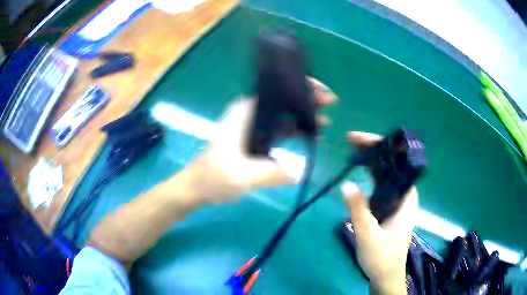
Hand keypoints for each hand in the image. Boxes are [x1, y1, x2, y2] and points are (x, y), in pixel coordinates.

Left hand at [182, 77, 336, 203]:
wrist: (196, 188)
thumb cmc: (212, 178)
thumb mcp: (241, 176)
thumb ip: (271, 173)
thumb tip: (300, 172)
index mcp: (244, 113)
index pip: (275, 90)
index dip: (298, 86)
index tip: (319, 90)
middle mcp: (249, 115)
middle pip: (282, 100)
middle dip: (306, 99)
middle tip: (330, 102)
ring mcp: (252, 127)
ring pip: (283, 115)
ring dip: (303, 115)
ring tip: (326, 119)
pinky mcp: (255, 140)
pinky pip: (279, 130)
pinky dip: (295, 130)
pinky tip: (311, 135)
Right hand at [341, 132, 417, 294]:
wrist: (385, 276)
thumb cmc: (382, 257)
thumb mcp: (368, 235)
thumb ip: (358, 210)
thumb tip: (346, 183)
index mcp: (407, 197)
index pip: (397, 162)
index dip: (380, 146)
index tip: (359, 140)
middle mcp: (404, 195)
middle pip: (391, 164)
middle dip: (373, 150)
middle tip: (350, 142)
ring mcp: (396, 201)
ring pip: (385, 174)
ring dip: (370, 161)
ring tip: (351, 152)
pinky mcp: (388, 208)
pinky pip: (380, 185)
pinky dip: (369, 175)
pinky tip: (358, 172)